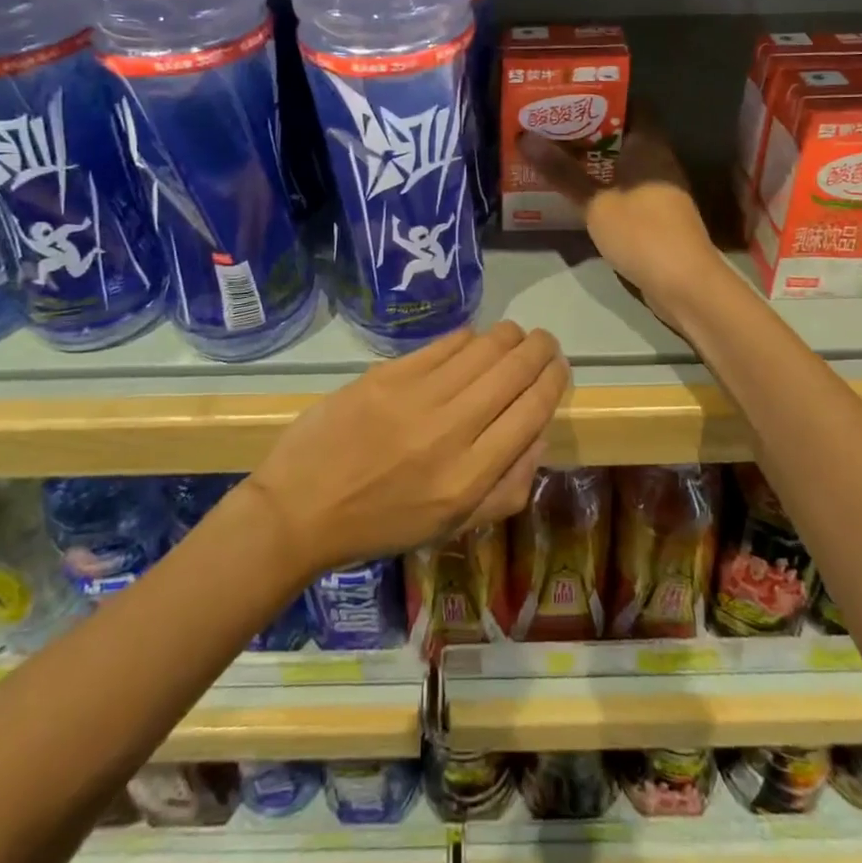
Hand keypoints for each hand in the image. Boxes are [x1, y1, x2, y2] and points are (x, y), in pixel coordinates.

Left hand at [245, 322, 568, 578]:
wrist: (302, 508)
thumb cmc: (381, 524)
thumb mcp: (452, 526)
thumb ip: (506, 488)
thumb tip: (538, 434)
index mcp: (470, 478)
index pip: (532, 412)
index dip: (553, 381)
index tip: (559, 367)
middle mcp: (451, 431)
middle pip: (513, 371)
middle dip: (539, 349)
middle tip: (545, 343)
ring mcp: (417, 398)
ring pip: (483, 348)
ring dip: (509, 336)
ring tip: (514, 337)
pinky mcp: (388, 374)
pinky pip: (444, 344)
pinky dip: (468, 337)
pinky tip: (473, 340)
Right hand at [521, 115, 729, 331]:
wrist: (685, 284)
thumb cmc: (641, 232)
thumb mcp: (595, 202)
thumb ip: (562, 172)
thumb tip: (525, 137)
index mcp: (649, 146)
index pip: (632, 106)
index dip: (602, 99)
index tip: (569, 99)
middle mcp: (659, 161)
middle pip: (624, 136)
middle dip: (590, 132)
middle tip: (551, 129)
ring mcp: (661, 190)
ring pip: (624, 165)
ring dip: (595, 163)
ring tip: (556, 158)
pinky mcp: (658, 217)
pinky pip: (627, 190)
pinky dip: (605, 187)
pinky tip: (579, 194)